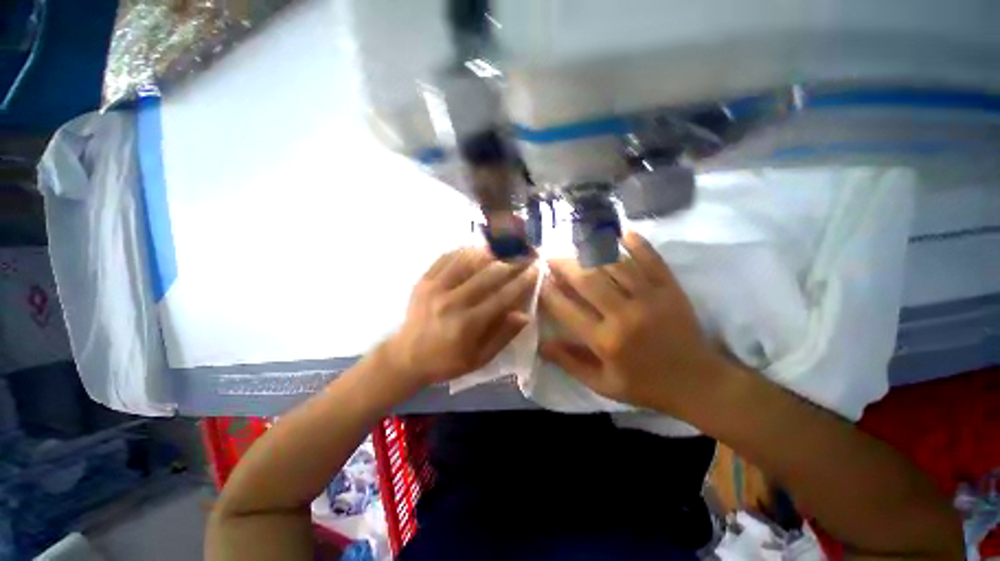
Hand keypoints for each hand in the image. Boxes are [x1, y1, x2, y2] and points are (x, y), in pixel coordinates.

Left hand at [383, 247, 537, 387]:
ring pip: (468, 260)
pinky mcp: (424, 280)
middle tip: (525, 253)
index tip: (536, 269)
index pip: (502, 296)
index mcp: (468, 324)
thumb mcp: (479, 358)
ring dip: (490, 252)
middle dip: (512, 262)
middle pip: (488, 274)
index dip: (522, 281)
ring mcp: (435, 288)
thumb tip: (524, 314)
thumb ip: (503, 336)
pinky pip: (447, 257)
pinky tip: (477, 248)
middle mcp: (452, 302)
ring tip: (505, 247)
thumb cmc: (446, 361)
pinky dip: (464, 250)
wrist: (405, 356)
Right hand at [539, 232, 721, 413]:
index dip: (549, 292)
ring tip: (576, 245)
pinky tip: (622, 232)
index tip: (539, 279)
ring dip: (591, 252)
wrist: (699, 383)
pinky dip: (636, 244)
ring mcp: (650, 298)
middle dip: (564, 265)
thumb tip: (540, 344)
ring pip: (614, 265)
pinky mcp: (670, 289)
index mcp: (606, 341)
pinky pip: (651, 259)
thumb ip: (569, 363)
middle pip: (588, 280)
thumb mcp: (602, 384)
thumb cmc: (645, 386)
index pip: (567, 310)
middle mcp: (624, 315)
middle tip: (551, 256)